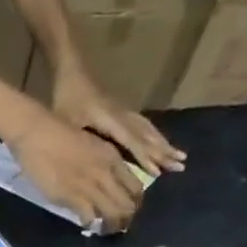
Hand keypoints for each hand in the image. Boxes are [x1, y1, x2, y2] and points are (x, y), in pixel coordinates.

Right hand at [9, 111, 147, 231]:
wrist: (37, 134)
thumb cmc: (60, 134)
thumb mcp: (91, 145)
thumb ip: (100, 163)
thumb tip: (104, 182)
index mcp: (113, 159)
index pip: (135, 188)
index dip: (134, 203)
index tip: (128, 210)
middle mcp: (105, 174)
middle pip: (127, 205)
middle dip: (125, 219)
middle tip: (118, 225)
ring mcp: (89, 186)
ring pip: (112, 214)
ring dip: (110, 226)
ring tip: (104, 229)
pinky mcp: (71, 197)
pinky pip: (89, 217)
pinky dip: (90, 224)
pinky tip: (86, 224)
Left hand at [52, 74, 186, 176]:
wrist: (72, 74)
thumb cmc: (66, 101)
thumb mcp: (68, 122)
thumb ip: (82, 140)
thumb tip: (93, 163)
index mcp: (111, 120)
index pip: (132, 141)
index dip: (144, 157)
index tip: (157, 172)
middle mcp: (123, 116)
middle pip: (146, 136)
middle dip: (163, 152)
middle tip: (180, 166)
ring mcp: (124, 113)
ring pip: (148, 130)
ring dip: (163, 144)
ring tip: (179, 157)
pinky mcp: (122, 112)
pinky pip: (143, 126)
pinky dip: (154, 136)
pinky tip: (161, 144)